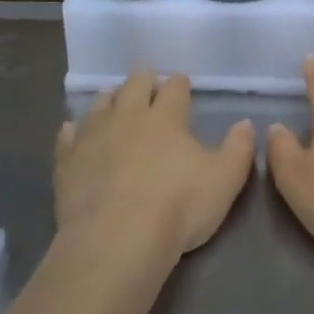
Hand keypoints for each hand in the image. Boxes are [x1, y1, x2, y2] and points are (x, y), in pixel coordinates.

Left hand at [56, 71, 254, 254]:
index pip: (174, 89)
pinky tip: (73, 130)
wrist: (116, 238)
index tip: (181, 81)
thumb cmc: (178, 206)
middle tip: (145, 76)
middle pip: (134, 86)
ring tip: (112, 97)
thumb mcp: (224, 179)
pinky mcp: (67, 160)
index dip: (179, 83)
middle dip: (142, 79)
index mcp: (166, 117)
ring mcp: (93, 136)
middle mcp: (127, 116)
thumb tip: (245, 123)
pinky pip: (68, 135)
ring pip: (100, 105)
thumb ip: (238, 148)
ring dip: (109, 98)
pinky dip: (73, 129)